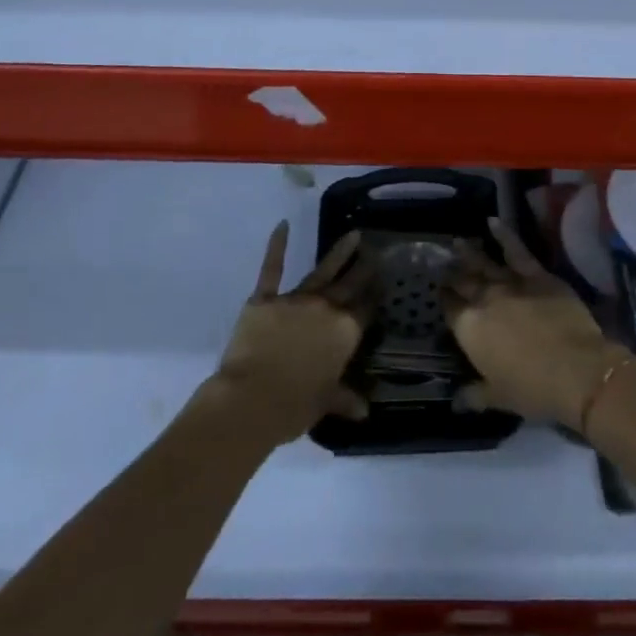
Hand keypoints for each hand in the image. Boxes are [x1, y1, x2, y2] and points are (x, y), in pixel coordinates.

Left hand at [212, 223, 374, 443]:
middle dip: (364, 267)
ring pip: (323, 271)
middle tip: (376, 249)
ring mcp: (296, 300)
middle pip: (350, 284)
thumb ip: (345, 399)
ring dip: (339, 253)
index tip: (385, 279)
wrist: (250, 399)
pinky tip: (282, 225)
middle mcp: (326, 309)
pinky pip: (272, 269)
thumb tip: (364, 411)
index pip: (365, 310)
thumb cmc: (293, 407)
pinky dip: (276, 246)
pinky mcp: (266, 299)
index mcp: (344, 333)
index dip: (375, 295)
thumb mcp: (325, 403)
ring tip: (353, 235)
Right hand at [443, 217, 630, 429]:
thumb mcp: (499, 398)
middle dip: (452, 273)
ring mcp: (510, 283)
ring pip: (484, 263)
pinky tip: (493, 221)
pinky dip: (504, 234)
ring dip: (469, 253)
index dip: (444, 299)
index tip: (440, 290)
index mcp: (470, 330)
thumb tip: (457, 400)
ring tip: (458, 242)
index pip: (450, 309)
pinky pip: (517, 250)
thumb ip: (475, 395)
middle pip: (464, 282)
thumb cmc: (533, 389)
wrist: (576, 370)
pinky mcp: (537, 274)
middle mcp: (484, 300)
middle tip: (443, 262)